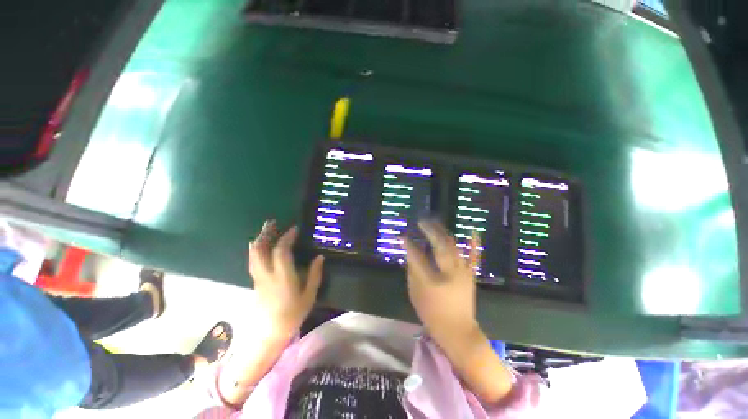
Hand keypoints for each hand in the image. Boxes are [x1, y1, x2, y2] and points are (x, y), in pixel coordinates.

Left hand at [248, 220, 323, 337]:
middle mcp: (267, 275)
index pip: (281, 251)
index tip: (294, 229)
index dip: (287, 237)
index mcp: (283, 277)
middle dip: (266, 234)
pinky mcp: (255, 283)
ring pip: (253, 255)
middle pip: (260, 250)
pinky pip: (254, 261)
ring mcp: (258, 279)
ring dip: (259, 240)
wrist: (270, 334)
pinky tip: (261, 247)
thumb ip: (314, 275)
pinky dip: (256, 250)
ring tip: (265, 231)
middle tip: (271, 223)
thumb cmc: (293, 315)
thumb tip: (320, 257)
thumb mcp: (309, 295)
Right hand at [404, 220, 480, 345]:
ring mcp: (462, 273)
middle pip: (439, 246)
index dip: (409, 245)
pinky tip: (472, 230)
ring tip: (435, 222)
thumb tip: (410, 255)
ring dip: (443, 232)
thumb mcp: (415, 294)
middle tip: (421, 222)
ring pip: (453, 247)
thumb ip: (412, 272)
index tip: (403, 236)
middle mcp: (449, 274)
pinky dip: (474, 243)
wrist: (458, 331)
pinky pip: (474, 256)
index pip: (417, 258)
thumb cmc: (432, 314)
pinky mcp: (470, 275)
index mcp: (431, 282)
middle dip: (429, 231)